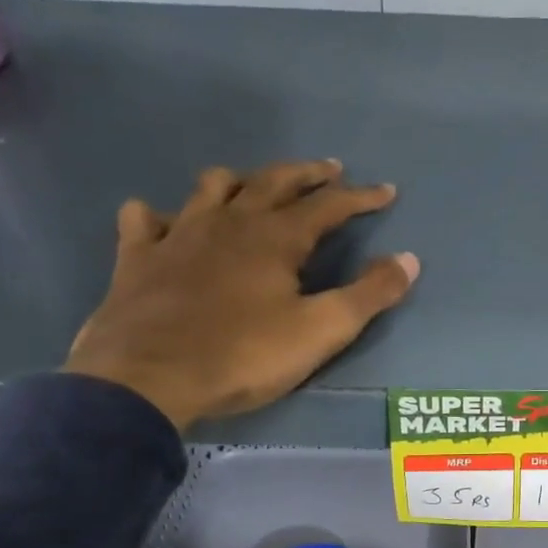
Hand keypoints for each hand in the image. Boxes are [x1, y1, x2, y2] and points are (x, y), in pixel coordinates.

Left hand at [65, 160, 418, 430]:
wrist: (150, 378)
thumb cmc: (243, 356)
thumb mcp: (320, 331)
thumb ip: (368, 295)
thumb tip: (409, 259)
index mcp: (275, 238)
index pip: (328, 206)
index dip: (361, 197)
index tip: (386, 191)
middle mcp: (229, 222)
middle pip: (273, 182)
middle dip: (306, 174)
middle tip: (329, 169)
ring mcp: (178, 234)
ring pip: (212, 188)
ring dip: (239, 181)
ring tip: (252, 187)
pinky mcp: (138, 257)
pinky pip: (144, 220)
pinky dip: (159, 215)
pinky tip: (165, 223)